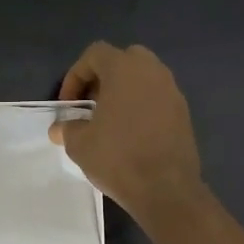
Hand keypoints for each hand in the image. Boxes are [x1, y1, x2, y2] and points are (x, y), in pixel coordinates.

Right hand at [50, 42, 205, 224]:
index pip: (95, 54)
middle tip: (91, 105)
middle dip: (103, 78)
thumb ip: (68, 128)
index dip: (76, 75)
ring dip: (124, 92)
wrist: (166, 189)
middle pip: (124, 59)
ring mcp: (172, 91)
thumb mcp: (79, 144)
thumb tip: (60, 129)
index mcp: (124, 69)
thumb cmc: (117, 158)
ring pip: (143, 78)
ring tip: (110, 121)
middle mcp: (152, 71)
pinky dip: (142, 107)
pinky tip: (132, 134)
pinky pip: (157, 98)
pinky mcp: (184, 112)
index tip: (69, 104)